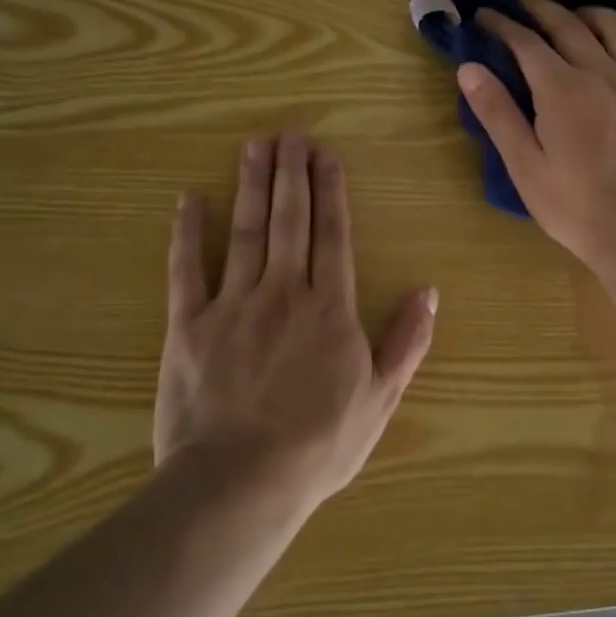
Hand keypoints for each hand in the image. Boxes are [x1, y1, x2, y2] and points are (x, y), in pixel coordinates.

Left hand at [155, 134, 437, 507]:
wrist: (240, 482)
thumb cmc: (318, 444)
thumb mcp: (380, 398)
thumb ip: (406, 341)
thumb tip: (429, 291)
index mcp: (330, 307)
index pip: (333, 234)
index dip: (331, 191)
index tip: (326, 155)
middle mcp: (284, 291)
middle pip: (290, 220)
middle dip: (291, 173)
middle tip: (290, 134)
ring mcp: (233, 304)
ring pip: (245, 231)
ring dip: (251, 185)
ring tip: (254, 146)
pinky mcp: (188, 325)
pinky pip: (186, 270)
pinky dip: (187, 233)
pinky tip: (189, 200)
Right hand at [459, 0, 615, 272]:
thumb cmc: (573, 205)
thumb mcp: (523, 164)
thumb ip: (496, 112)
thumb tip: (469, 67)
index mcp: (562, 88)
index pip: (526, 42)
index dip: (502, 24)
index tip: (484, 15)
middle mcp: (603, 74)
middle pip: (570, 24)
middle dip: (541, 8)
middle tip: (522, 4)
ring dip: (592, 15)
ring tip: (576, 19)